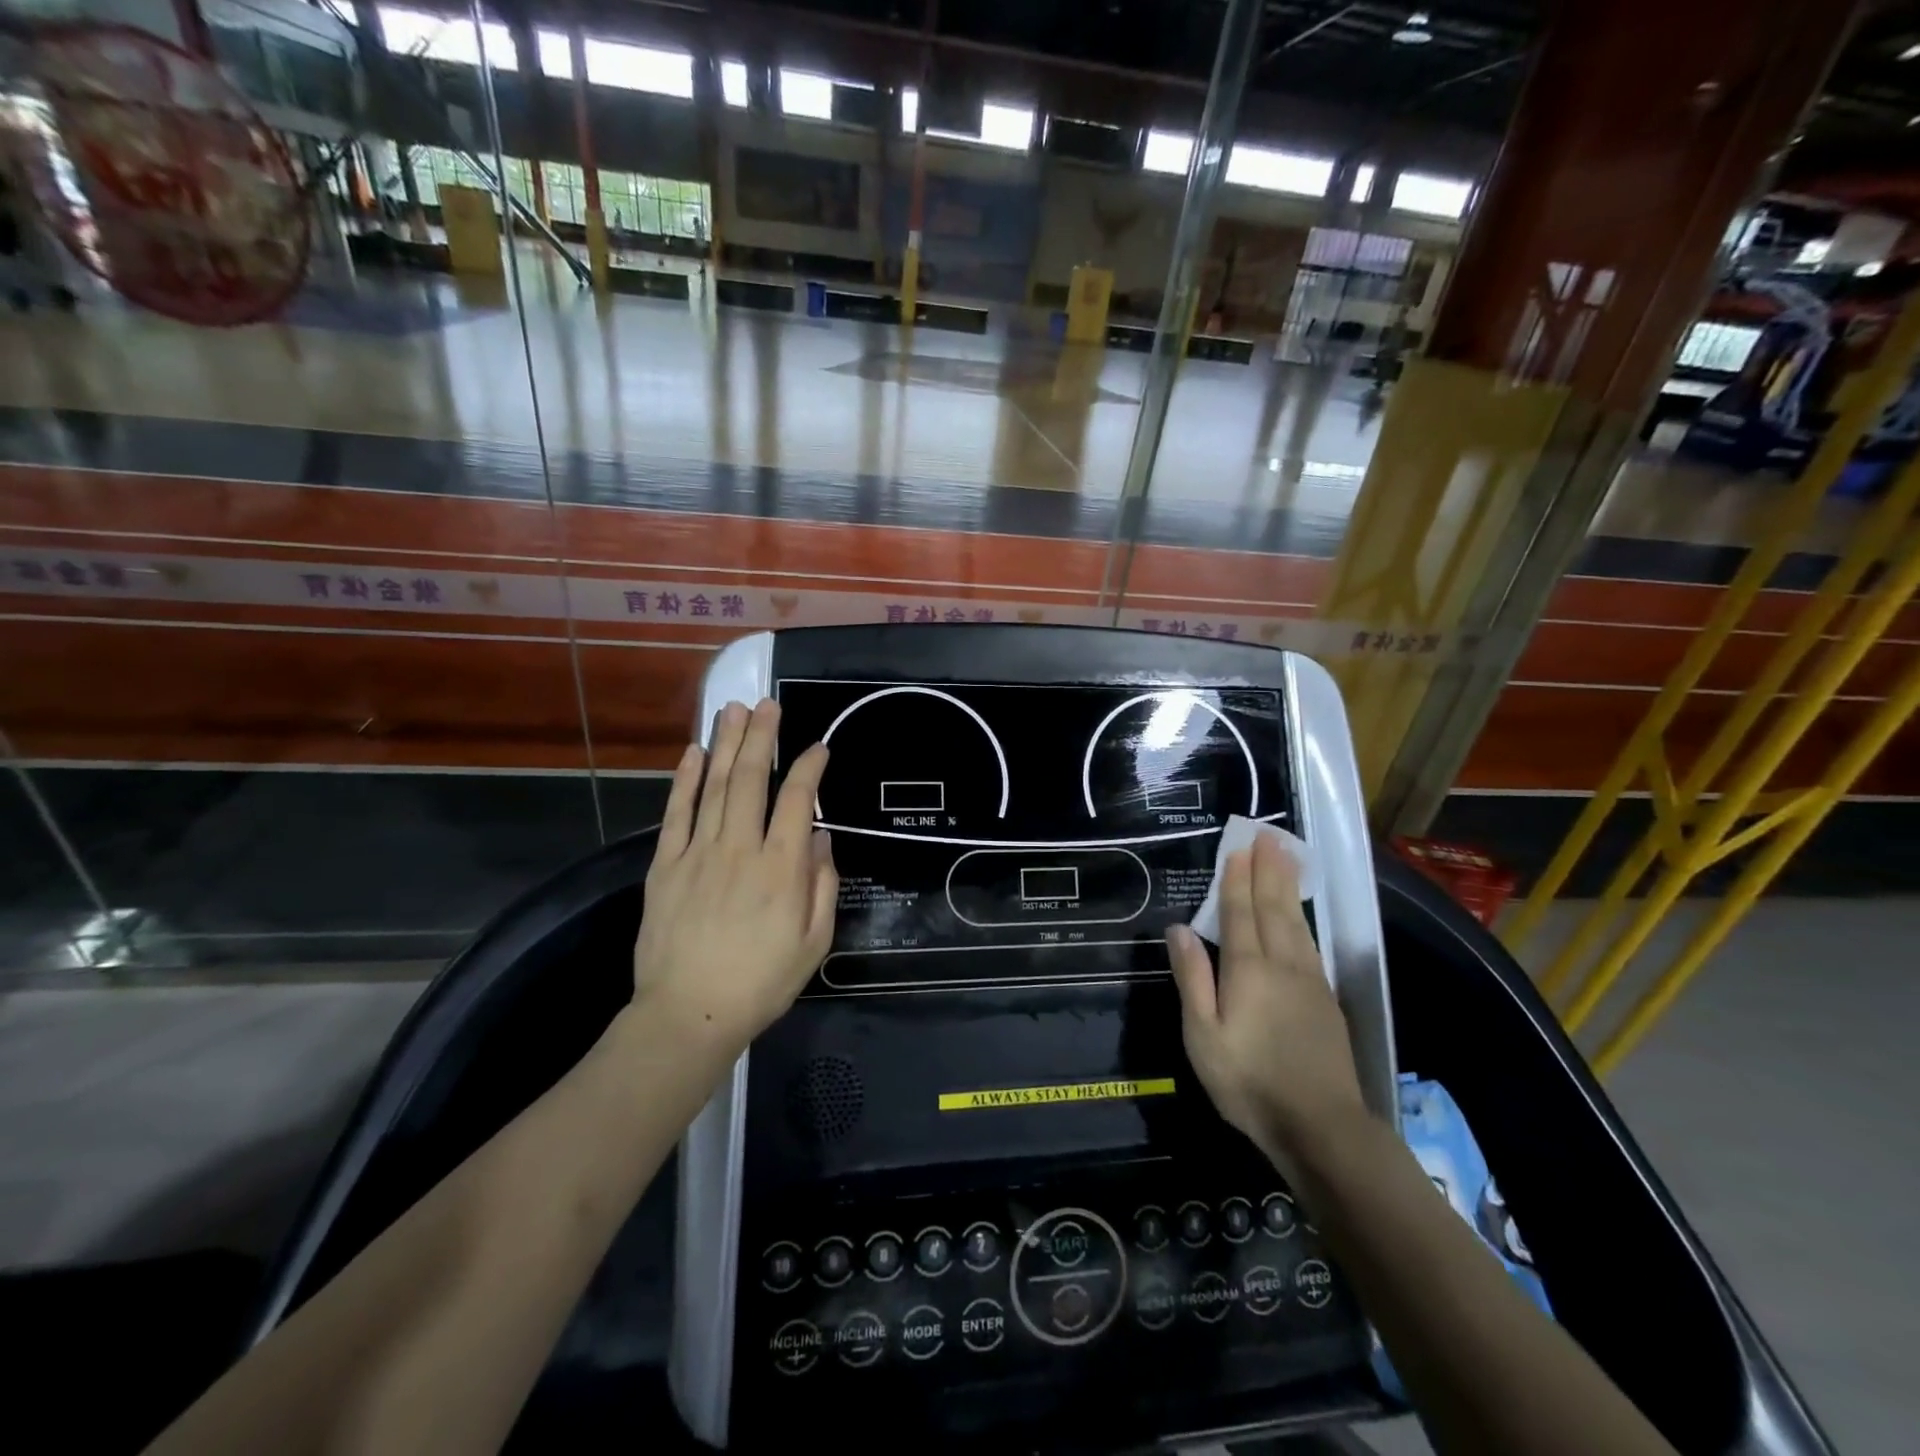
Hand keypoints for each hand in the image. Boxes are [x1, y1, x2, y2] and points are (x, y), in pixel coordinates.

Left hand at [632, 698, 836, 1052]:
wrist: (688, 1015)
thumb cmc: (761, 982)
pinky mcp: (665, 866)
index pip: (798, 800)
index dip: (809, 767)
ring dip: (726, 744)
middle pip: (751, 780)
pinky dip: (684, 780)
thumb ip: (822, 885)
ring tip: (734, 710)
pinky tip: (693, 752)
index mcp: (781, 868)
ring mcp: (698, 854)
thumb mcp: (813, 943)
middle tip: (768, 704)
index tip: (818, 747)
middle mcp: (740, 849)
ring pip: (715, 786)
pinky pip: (676, 813)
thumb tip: (822, 836)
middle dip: (762, 737)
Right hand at [1167, 832, 1368, 1164]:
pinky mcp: (1326, 1001)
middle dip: (1268, 870)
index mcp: (1248, 970)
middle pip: (1274, 907)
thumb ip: (1193, 978)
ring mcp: (1309, 981)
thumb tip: (1179, 929)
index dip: (1238, 878)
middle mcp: (1282, 965)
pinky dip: (1302, 918)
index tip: (1240, 846)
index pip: (1240, 912)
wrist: (1322, 1127)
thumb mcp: (1203, 1035)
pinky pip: (1310, 943)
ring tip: (1288, 857)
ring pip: (1296, 922)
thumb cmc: (1249, 1082)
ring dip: (1288, 887)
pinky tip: (1300, 915)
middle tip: (1270, 835)